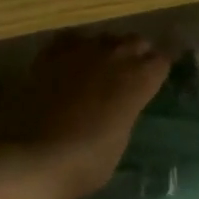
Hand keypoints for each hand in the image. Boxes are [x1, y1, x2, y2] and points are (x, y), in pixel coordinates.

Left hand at [0, 33, 170, 198]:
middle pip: (135, 42)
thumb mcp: (120, 137)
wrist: (37, 158)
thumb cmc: (88, 161)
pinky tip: (69, 63)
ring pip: (103, 37)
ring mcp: (80, 52)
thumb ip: (125, 111)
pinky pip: (69, 39)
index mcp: (138, 80)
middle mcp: (114, 57)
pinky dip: (73, 48)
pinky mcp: (49, 56)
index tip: (153, 81)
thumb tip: (120, 105)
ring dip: (105, 49)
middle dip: (135, 54)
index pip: (161, 61)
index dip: (157, 71)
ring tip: (99, 66)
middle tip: (129, 73)